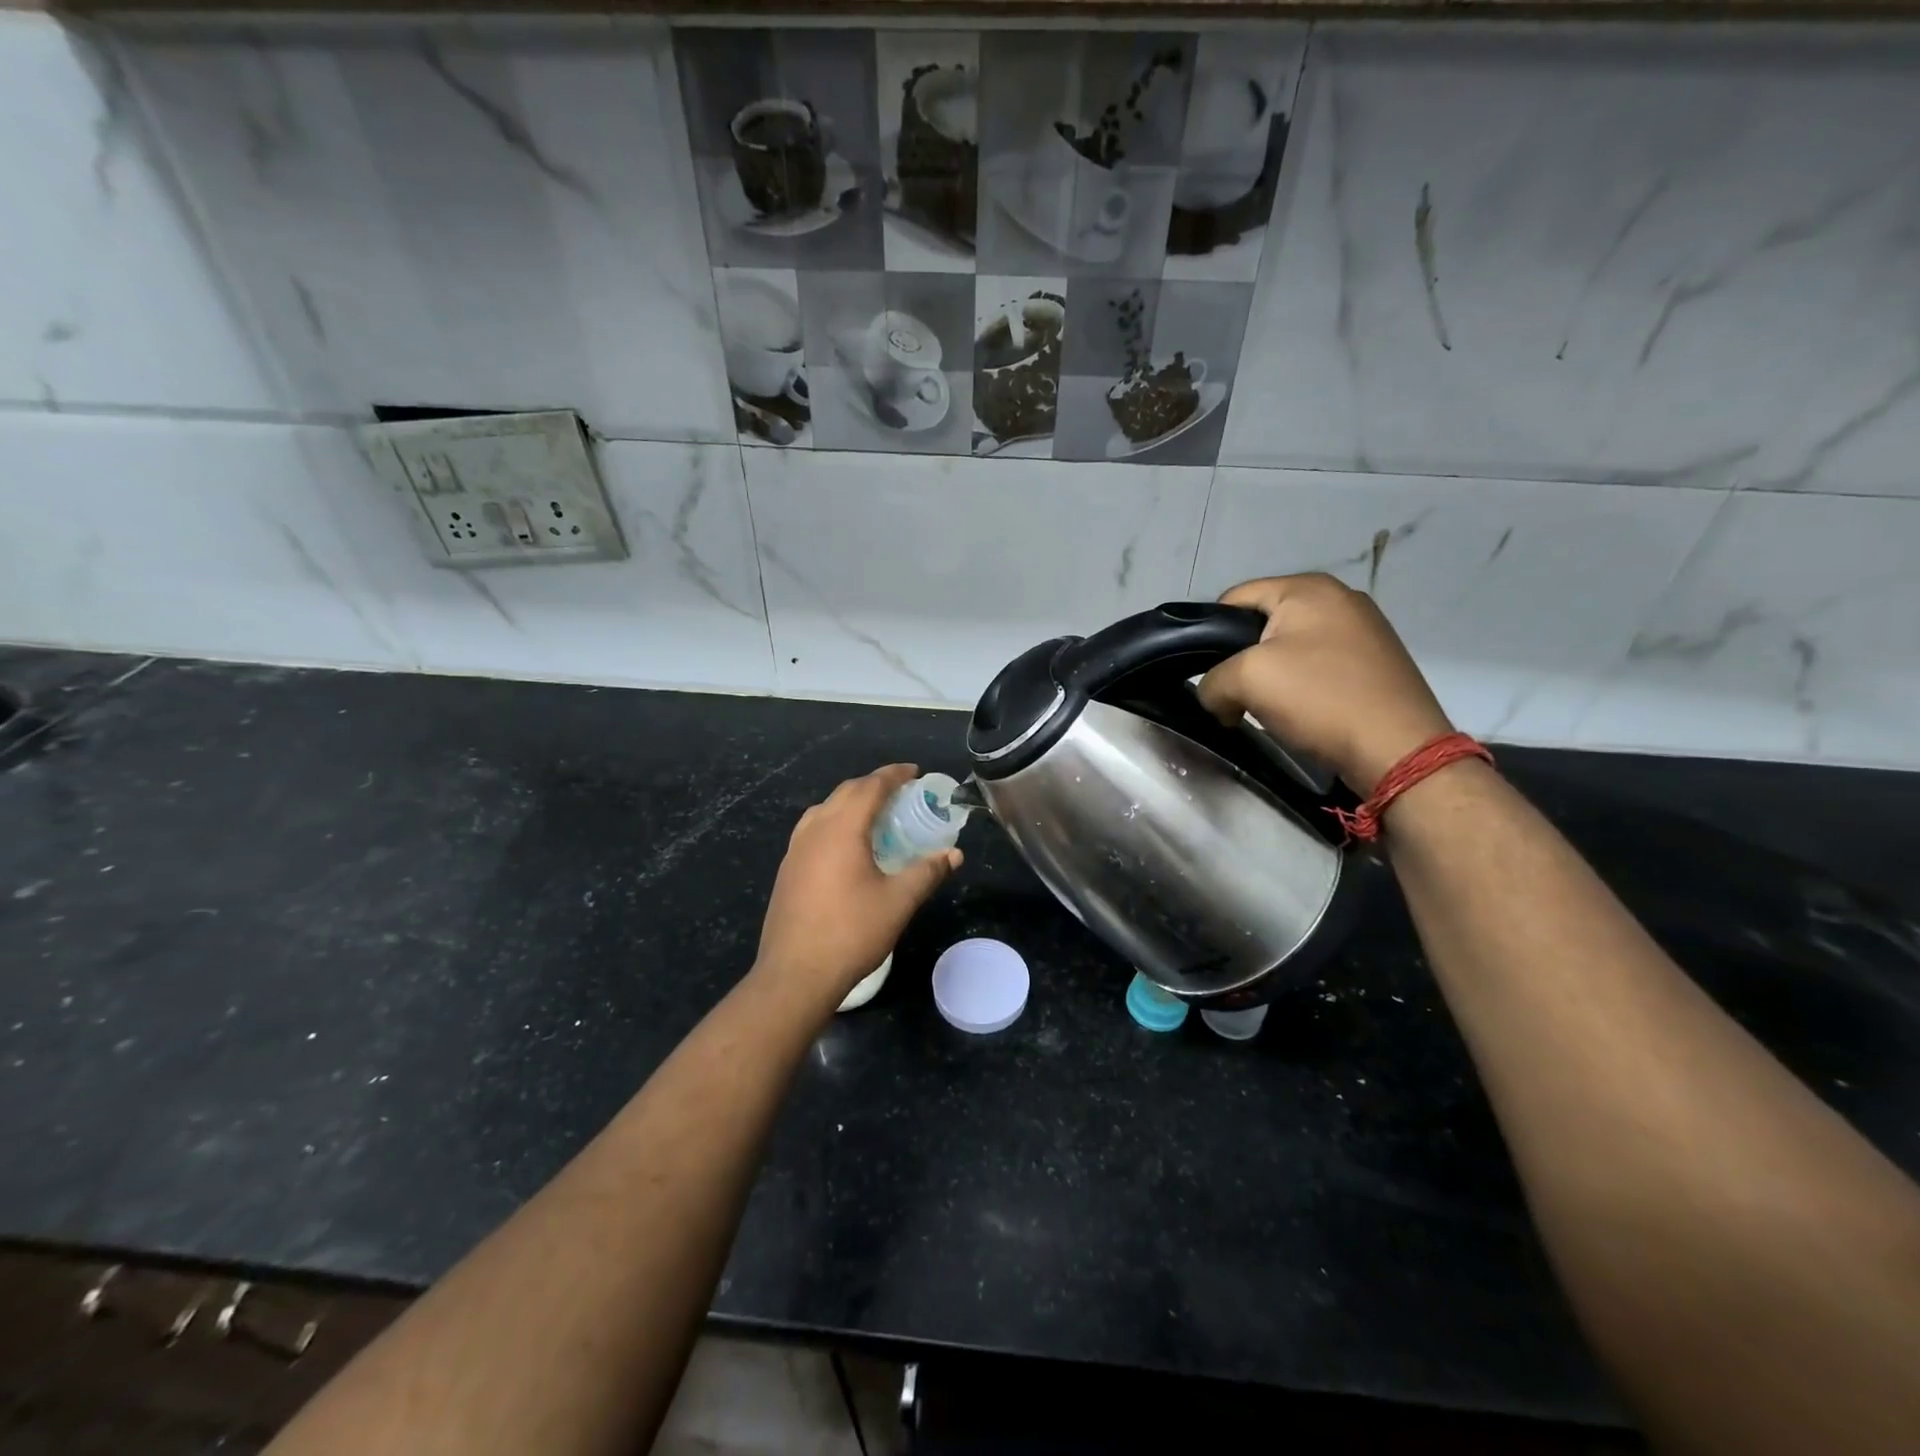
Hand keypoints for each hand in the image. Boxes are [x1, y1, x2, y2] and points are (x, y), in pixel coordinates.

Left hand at [755, 764, 961, 1003]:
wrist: (794, 975)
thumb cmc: (851, 933)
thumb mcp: (899, 902)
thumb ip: (927, 872)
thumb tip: (954, 854)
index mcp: (841, 829)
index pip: (870, 787)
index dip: (894, 775)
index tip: (914, 772)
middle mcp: (814, 830)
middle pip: (845, 792)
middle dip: (874, 785)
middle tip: (901, 793)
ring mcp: (795, 850)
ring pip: (825, 809)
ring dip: (851, 802)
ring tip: (876, 816)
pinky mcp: (788, 870)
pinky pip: (813, 829)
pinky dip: (835, 822)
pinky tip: (847, 847)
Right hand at [1196, 574, 1453, 794]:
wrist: (1398, 749)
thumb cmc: (1319, 698)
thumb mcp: (1246, 681)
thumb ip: (1212, 681)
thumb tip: (1216, 697)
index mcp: (1308, 587)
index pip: (1234, 599)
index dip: (1209, 635)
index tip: (1209, 674)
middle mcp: (1339, 597)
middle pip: (1262, 623)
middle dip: (1242, 660)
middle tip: (1236, 696)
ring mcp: (1364, 630)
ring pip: (1290, 648)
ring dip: (1271, 678)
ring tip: (1269, 710)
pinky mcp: (1376, 663)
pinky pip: (1319, 667)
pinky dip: (1301, 688)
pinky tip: (1303, 715)